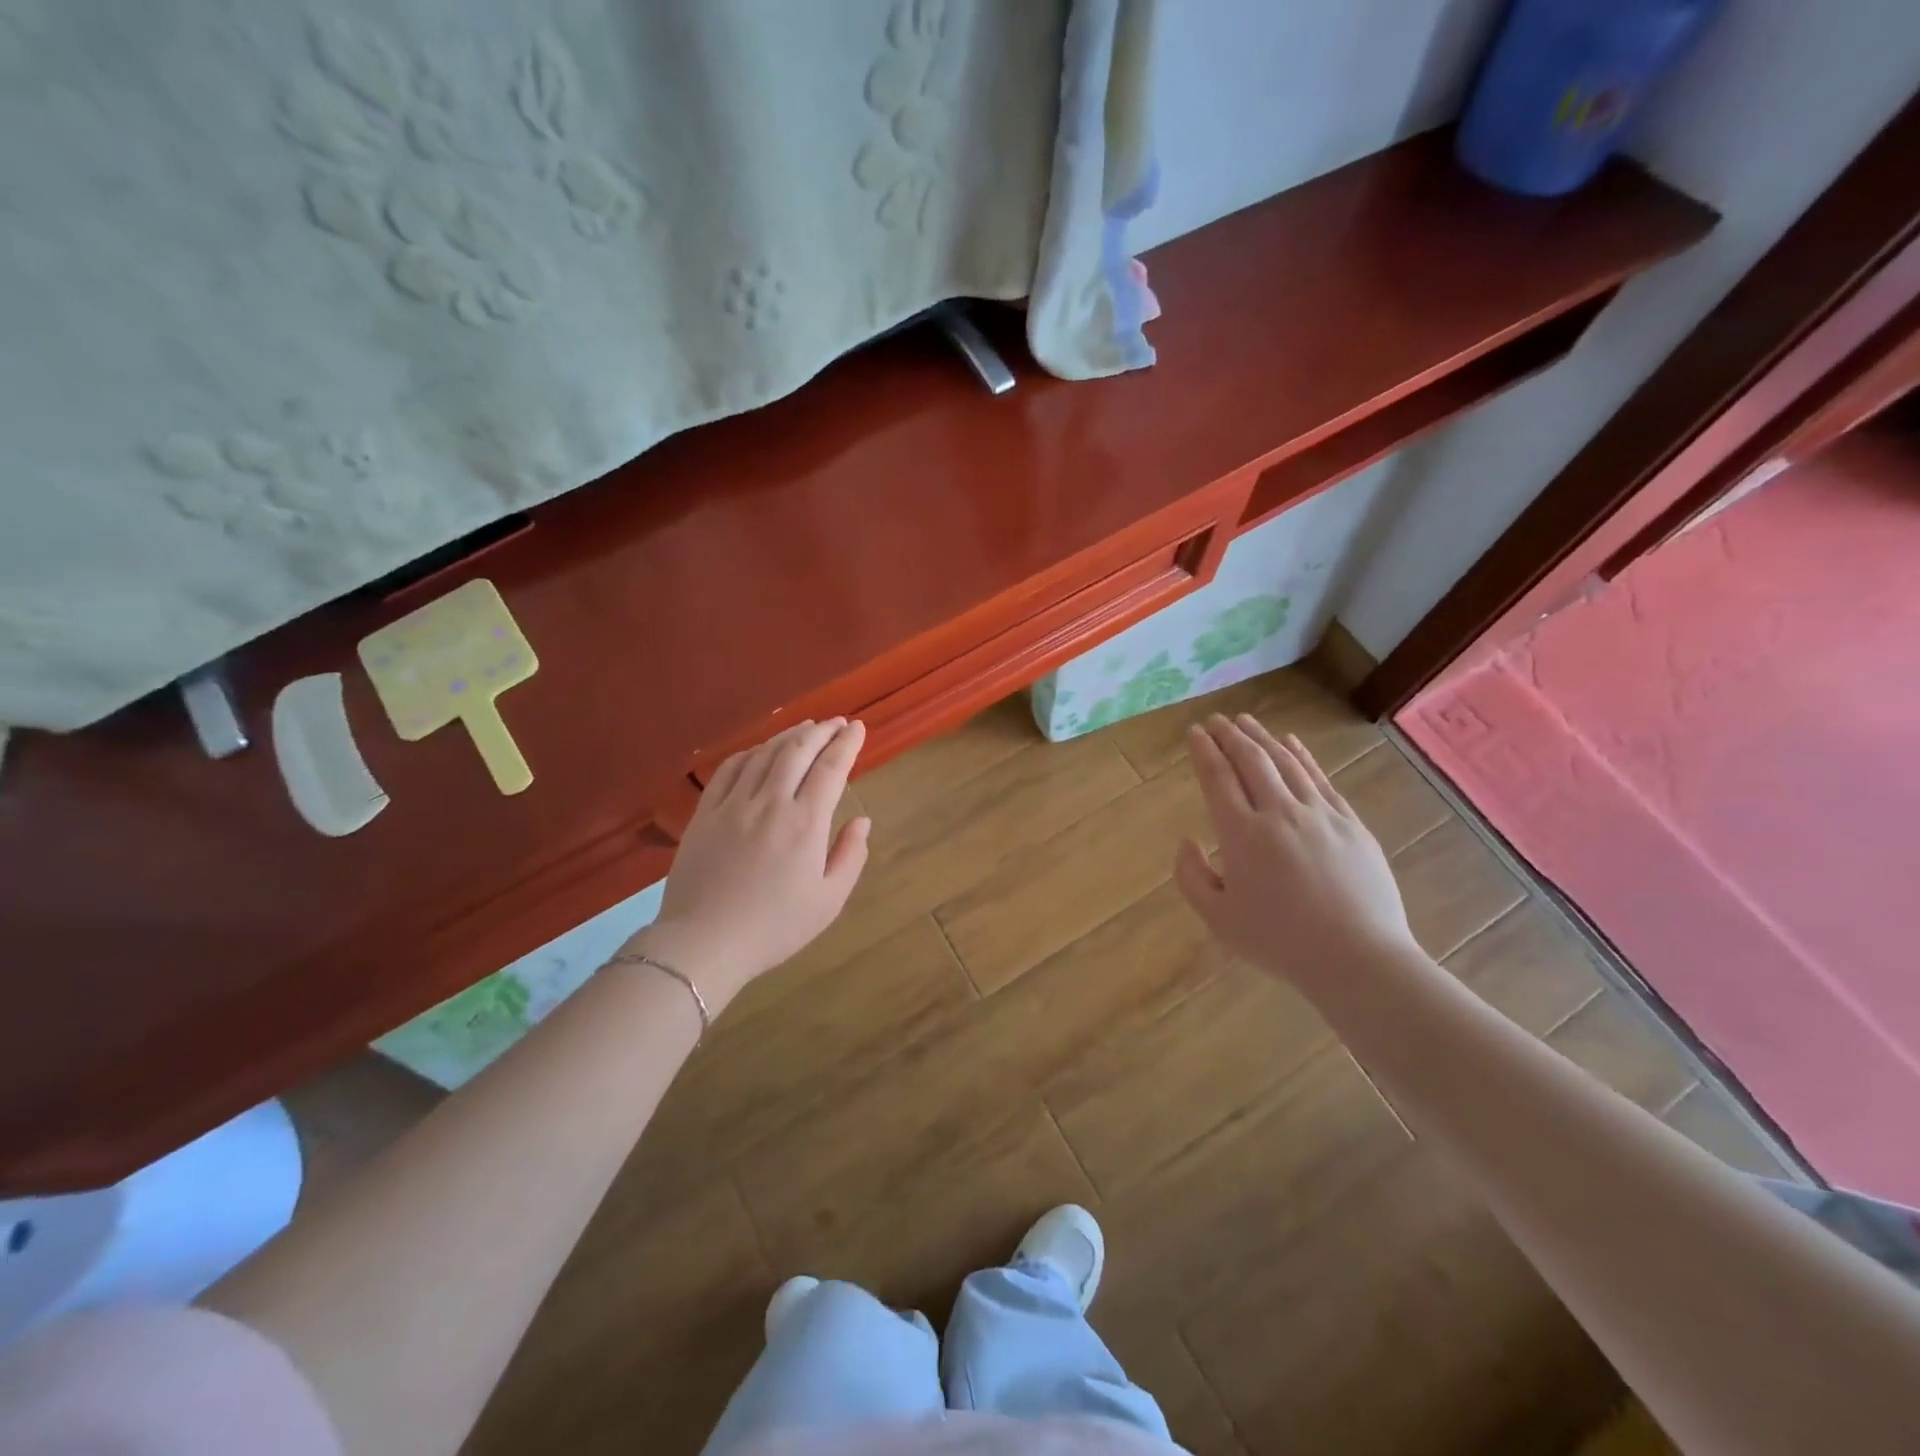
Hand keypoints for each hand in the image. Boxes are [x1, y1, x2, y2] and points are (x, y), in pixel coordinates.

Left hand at [631, 718, 870, 1013]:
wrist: (704, 943)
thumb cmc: (774, 928)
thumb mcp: (828, 901)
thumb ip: (850, 856)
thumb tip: (862, 820)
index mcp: (804, 824)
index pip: (830, 768)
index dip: (846, 743)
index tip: (857, 727)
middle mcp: (770, 803)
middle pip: (797, 751)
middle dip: (821, 731)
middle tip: (836, 722)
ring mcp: (733, 804)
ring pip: (764, 754)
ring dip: (789, 735)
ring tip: (806, 727)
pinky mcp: (705, 813)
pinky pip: (729, 769)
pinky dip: (751, 752)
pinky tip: (761, 750)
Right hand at [1174, 714, 1415, 992]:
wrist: (1357, 958)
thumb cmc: (1280, 942)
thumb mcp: (1218, 919)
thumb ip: (1192, 876)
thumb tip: (1188, 841)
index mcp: (1241, 835)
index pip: (1217, 778)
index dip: (1204, 751)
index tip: (1194, 732)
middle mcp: (1279, 813)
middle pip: (1251, 761)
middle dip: (1229, 735)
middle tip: (1216, 720)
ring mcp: (1319, 814)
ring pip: (1286, 763)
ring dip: (1262, 738)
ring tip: (1246, 722)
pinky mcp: (1350, 823)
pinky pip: (1320, 779)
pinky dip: (1302, 756)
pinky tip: (1291, 743)